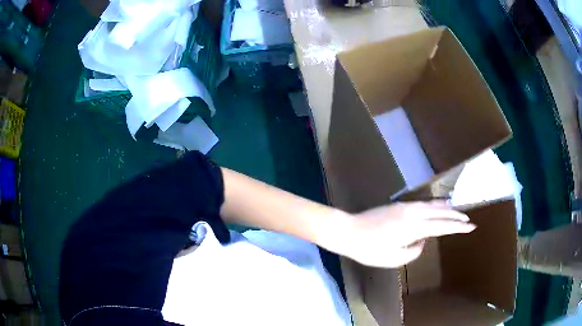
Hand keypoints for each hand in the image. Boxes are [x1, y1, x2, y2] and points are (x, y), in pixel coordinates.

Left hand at [329, 201, 474, 267]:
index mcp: (414, 227)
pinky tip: (437, 207)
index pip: (442, 226)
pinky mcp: (399, 205)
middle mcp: (413, 213)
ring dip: (446, 208)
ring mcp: (406, 206)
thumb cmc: (369, 250)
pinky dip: (435, 205)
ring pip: (433, 205)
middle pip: (440, 212)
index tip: (471, 226)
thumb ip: (414, 250)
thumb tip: (422, 240)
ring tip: (457, 210)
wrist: (348, 231)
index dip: (458, 227)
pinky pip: (423, 204)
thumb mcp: (394, 258)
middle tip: (468, 219)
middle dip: (456, 215)